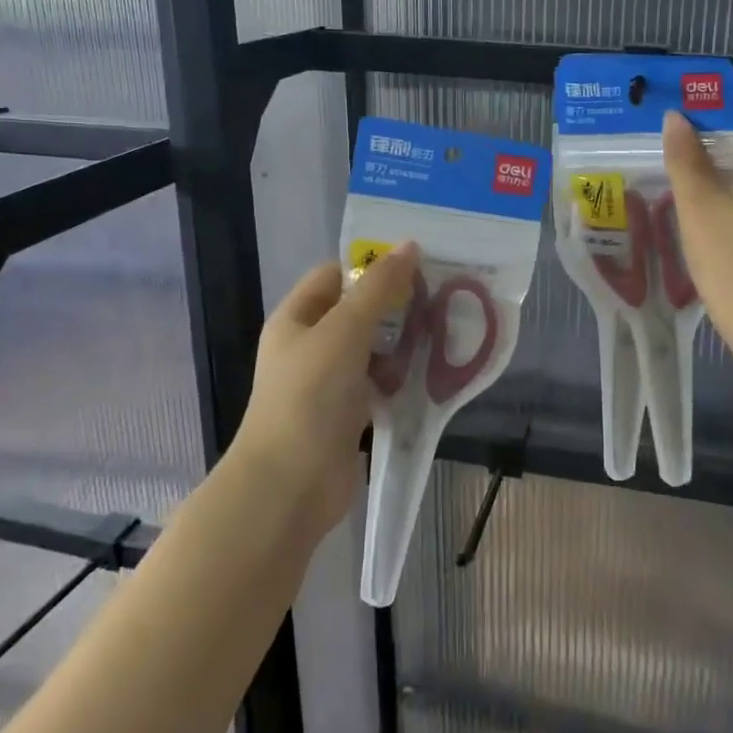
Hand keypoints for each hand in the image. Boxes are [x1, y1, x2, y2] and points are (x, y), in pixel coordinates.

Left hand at [232, 242, 419, 538]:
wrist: (289, 487)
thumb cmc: (309, 397)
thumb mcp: (344, 331)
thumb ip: (378, 288)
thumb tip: (409, 245)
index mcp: (297, 318)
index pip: (335, 275)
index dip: (371, 266)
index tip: (417, 265)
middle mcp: (310, 346)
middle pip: (358, 312)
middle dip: (396, 305)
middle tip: (440, 297)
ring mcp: (328, 383)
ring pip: (372, 349)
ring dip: (403, 343)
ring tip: (444, 332)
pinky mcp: (348, 415)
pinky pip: (380, 384)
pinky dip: (402, 378)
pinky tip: (432, 374)